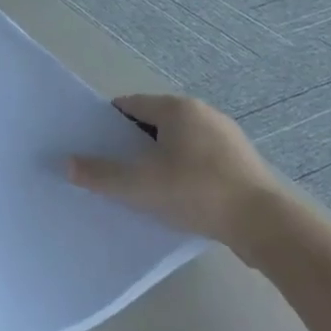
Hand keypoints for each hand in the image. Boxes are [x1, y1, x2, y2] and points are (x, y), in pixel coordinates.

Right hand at [68, 94, 285, 246]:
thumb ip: (99, 174)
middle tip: (112, 169)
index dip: (106, 124)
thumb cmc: (196, 192)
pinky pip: (198, 160)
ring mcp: (226, 137)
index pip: (129, 105)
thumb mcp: (138, 185)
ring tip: (141, 187)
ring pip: (176, 142)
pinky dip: (181, 172)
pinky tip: (175, 198)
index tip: (92, 146)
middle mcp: (202, 113)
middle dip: (130, 144)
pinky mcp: (240, 163)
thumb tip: (65, 164)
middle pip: (152, 123)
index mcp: (177, 108)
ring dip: (157, 160)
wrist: (265, 225)